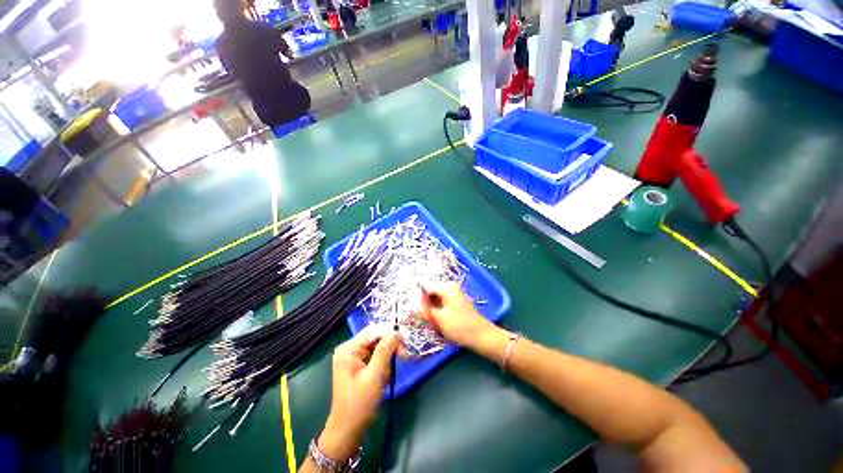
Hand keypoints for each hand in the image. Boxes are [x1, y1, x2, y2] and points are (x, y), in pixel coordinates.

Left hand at [319, 329, 399, 460]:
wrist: (348, 431)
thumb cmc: (359, 403)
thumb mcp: (374, 375)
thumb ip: (385, 350)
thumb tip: (396, 331)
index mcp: (348, 349)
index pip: (372, 331)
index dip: (389, 333)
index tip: (404, 342)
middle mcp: (350, 349)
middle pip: (375, 338)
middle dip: (390, 346)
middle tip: (403, 356)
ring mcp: (354, 357)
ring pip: (378, 347)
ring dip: (388, 357)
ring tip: (390, 372)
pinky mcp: (359, 366)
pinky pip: (376, 356)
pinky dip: (384, 363)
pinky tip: (386, 375)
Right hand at [420, 282, 496, 347]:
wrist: (482, 336)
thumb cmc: (460, 326)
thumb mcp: (438, 319)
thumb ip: (424, 311)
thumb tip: (413, 307)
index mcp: (446, 287)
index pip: (425, 287)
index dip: (419, 298)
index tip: (415, 310)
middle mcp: (450, 286)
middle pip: (431, 292)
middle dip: (426, 304)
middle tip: (424, 317)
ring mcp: (455, 294)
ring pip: (436, 299)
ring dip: (432, 309)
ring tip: (433, 320)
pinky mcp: (457, 302)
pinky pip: (442, 303)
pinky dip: (438, 311)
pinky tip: (439, 321)